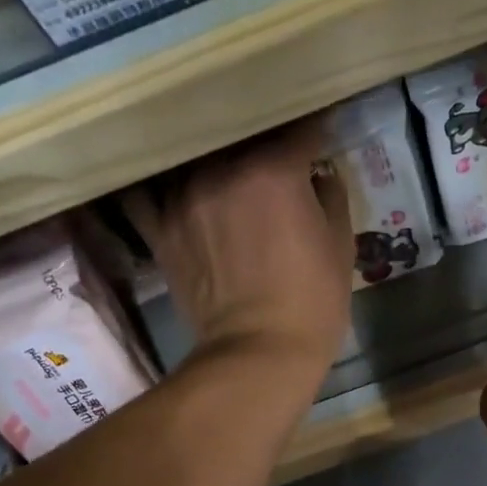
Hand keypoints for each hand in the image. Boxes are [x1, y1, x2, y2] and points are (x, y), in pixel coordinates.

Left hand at [127, 121, 353, 376]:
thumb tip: (318, 175)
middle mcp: (222, 171)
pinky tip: (167, 179)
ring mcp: (183, 198)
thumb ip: (330, 197)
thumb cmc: (312, 304)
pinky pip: (145, 190)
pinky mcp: (159, 228)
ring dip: (214, 156)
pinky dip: (155, 181)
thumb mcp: (341, 248)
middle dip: (262, 139)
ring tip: (223, 162)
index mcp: (274, 171)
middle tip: (273, 149)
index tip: (321, 133)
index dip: (314, 130)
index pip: (298, 130)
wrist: (257, 355)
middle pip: (241, 135)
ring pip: (195, 155)